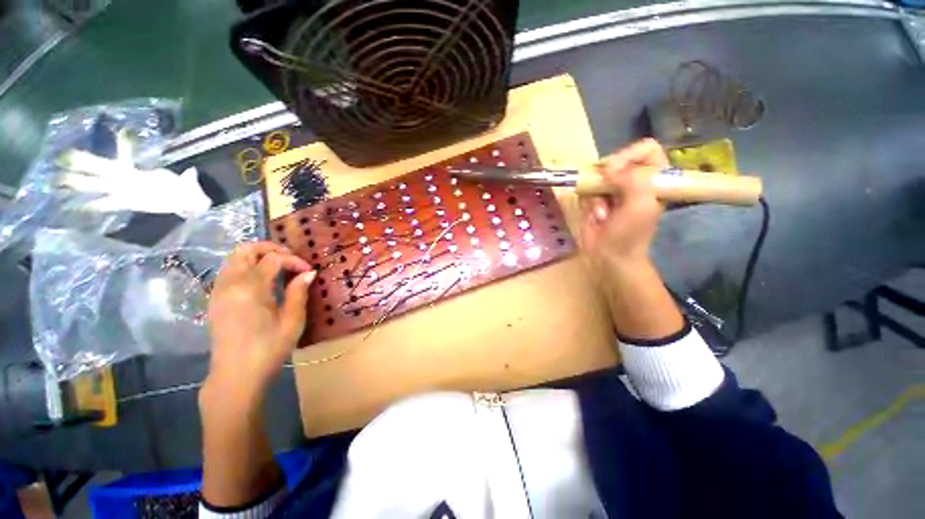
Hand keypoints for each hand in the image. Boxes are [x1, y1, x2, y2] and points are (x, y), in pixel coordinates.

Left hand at [204, 242, 315, 400]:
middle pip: (245, 249)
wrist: (235, 376)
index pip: (273, 259)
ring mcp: (218, 291)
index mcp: (250, 288)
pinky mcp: (215, 299)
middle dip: (270, 248)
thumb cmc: (268, 349)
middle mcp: (229, 284)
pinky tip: (262, 282)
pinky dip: (247, 267)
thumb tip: (308, 273)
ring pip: (234, 258)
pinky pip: (229, 271)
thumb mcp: (292, 321)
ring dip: (257, 257)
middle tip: (290, 259)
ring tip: (279, 268)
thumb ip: (298, 292)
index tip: (308, 272)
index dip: (294, 260)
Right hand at [580, 138, 668, 268]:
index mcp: (654, 178)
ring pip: (597, 177)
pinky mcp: (594, 200)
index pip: (645, 149)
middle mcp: (633, 180)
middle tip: (604, 192)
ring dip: (596, 196)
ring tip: (602, 214)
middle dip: (606, 179)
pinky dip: (587, 204)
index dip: (629, 155)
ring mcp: (612, 190)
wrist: (609, 256)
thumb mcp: (641, 205)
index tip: (615, 171)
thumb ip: (632, 179)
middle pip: (617, 160)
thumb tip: (608, 167)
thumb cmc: (630, 234)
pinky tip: (594, 218)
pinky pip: (585, 191)